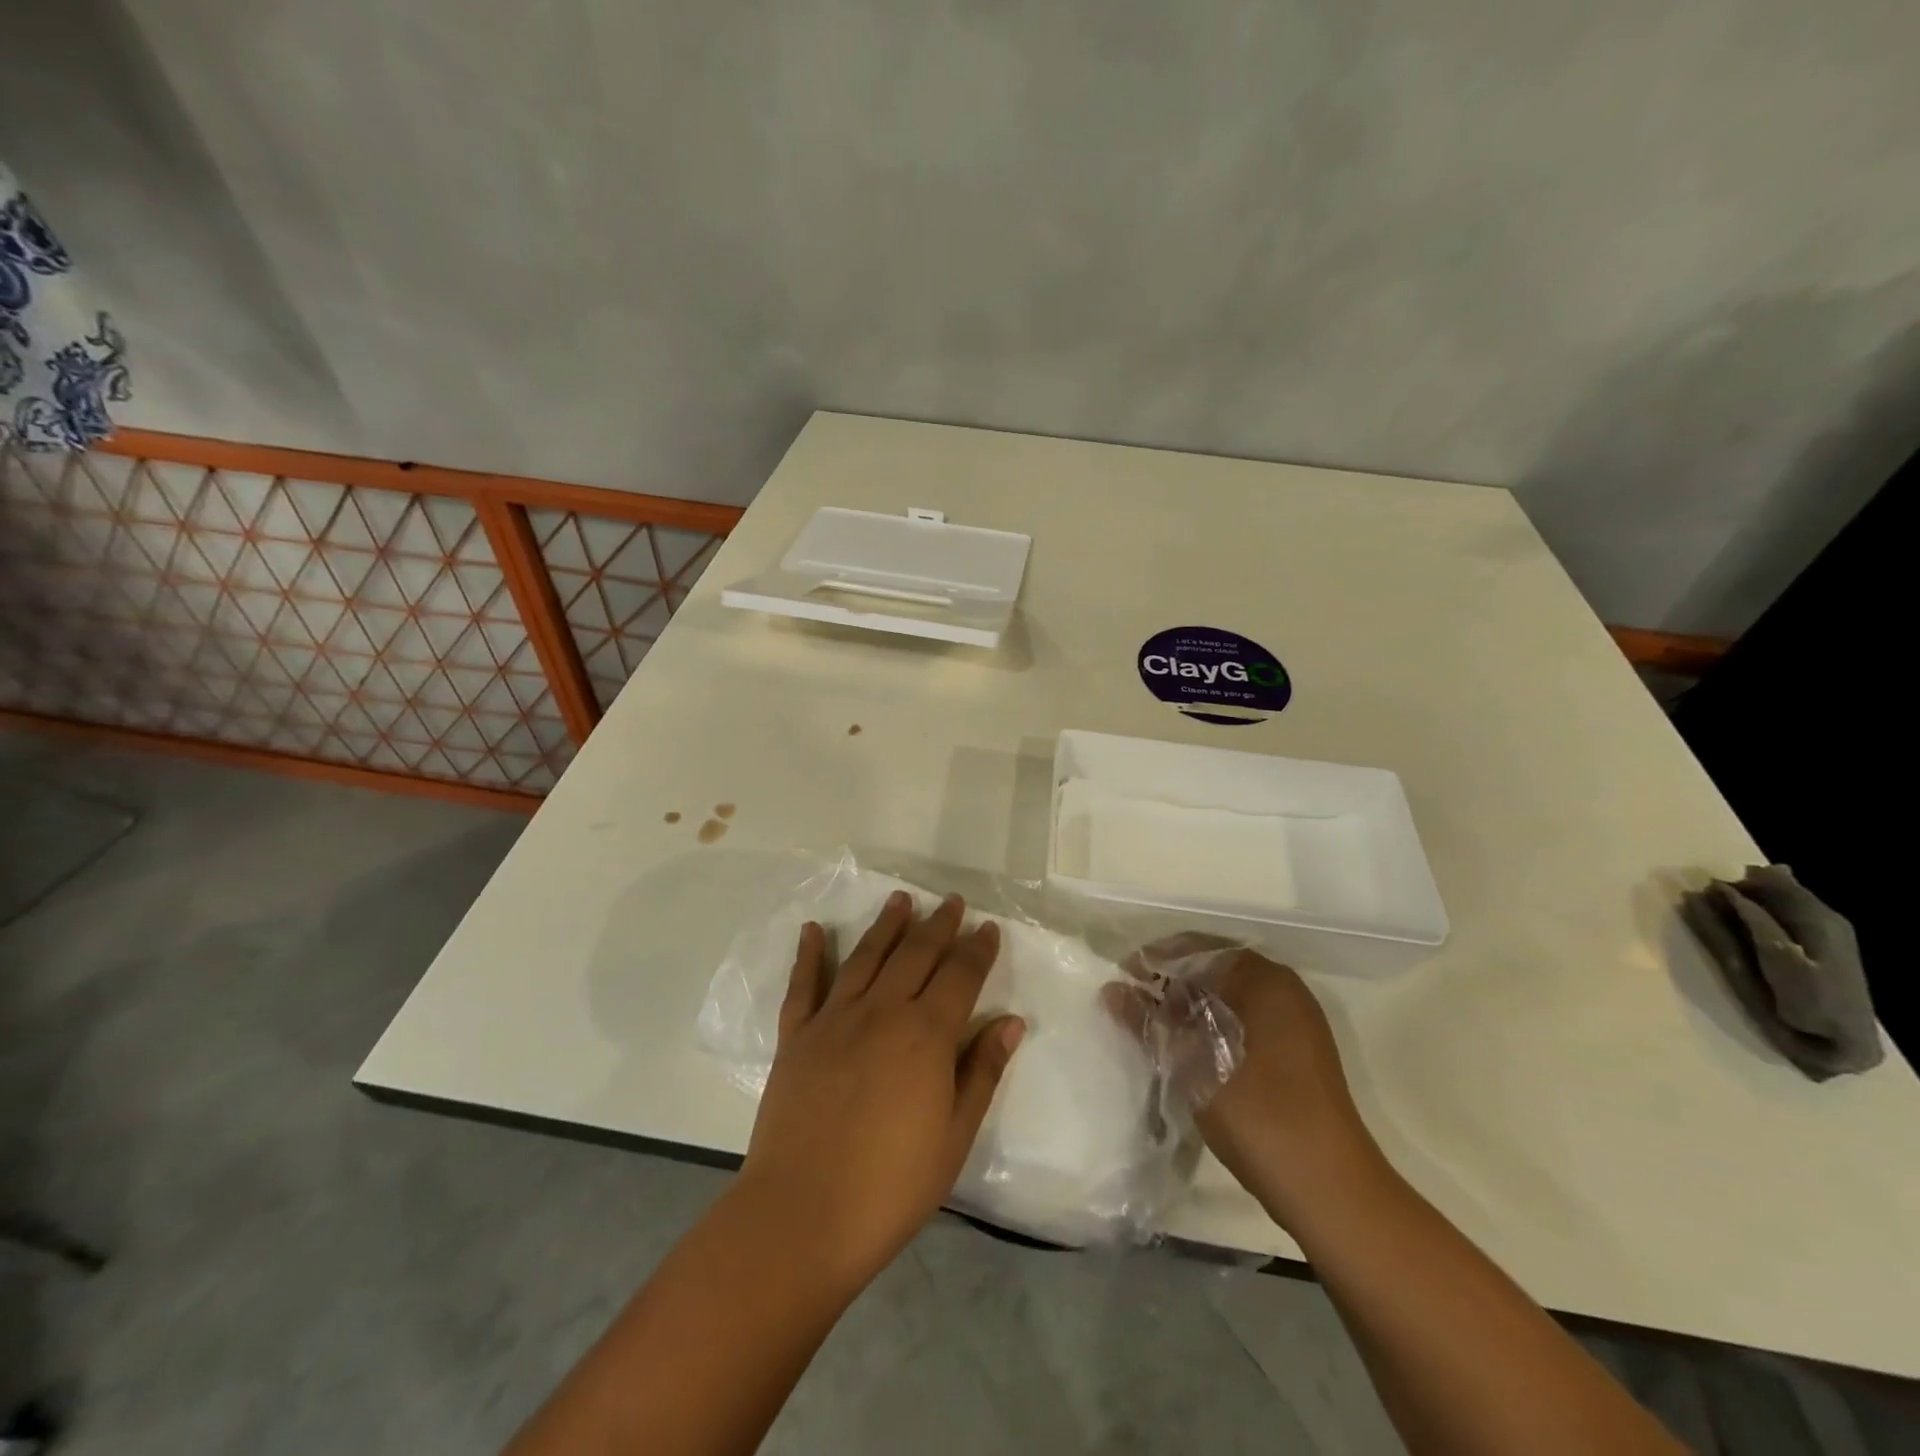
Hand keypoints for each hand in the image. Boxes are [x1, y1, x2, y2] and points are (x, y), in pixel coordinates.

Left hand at [739, 891, 1025, 1288]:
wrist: (802, 1215)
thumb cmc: (891, 1186)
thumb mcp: (954, 1136)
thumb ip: (982, 1072)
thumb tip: (1010, 1021)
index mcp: (926, 1035)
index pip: (960, 976)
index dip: (977, 949)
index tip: (988, 927)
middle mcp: (882, 1011)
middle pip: (916, 955)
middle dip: (938, 925)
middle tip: (952, 902)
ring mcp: (834, 1019)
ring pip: (866, 956)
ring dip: (886, 925)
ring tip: (901, 899)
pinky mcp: (796, 1036)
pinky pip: (804, 984)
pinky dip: (809, 954)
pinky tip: (813, 929)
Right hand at [1107, 934, 1384, 1228]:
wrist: (1332, 1194)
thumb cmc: (1260, 1117)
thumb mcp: (1193, 1065)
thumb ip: (1150, 1023)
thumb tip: (1113, 991)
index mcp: (1266, 981)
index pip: (1198, 948)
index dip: (1155, 961)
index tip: (1122, 982)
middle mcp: (1285, 991)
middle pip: (1213, 969)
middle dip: (1169, 985)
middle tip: (1130, 1007)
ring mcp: (1295, 1025)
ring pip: (1228, 998)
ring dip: (1188, 1008)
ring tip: (1151, 1029)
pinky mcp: (1295, 1056)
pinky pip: (1243, 1022)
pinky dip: (1211, 1028)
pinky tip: (1185, 1052)